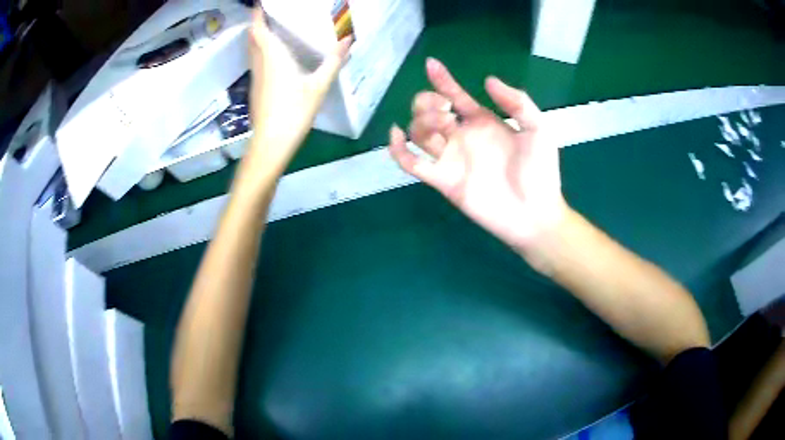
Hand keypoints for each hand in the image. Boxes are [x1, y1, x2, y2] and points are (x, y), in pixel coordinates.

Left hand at [246, 8, 350, 174]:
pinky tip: (274, 56)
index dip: (257, 14)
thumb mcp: (318, 86)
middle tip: (270, 13)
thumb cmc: (294, 113)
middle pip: (252, 37)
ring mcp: (256, 77)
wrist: (271, 144)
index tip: (261, 3)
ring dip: (257, 37)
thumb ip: (333, 61)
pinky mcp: (256, 89)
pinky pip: (256, 62)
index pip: (258, 29)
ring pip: (252, 50)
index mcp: (273, 58)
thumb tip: (348, 40)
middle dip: (257, 22)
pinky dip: (261, 51)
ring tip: (272, 28)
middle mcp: (260, 64)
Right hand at [389, 58, 567, 261]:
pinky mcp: (443, 180)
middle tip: (445, 110)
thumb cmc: (540, 171)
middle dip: (427, 103)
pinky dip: (398, 150)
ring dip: (421, 121)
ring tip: (443, 124)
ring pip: (419, 133)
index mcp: (482, 121)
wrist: (535, 212)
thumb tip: (487, 80)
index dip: (442, 79)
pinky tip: (396, 135)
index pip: (455, 95)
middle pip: (429, 112)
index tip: (431, 64)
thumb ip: (517, 102)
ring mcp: (451, 158)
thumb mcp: (538, 129)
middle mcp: (462, 137)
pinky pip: (412, 163)